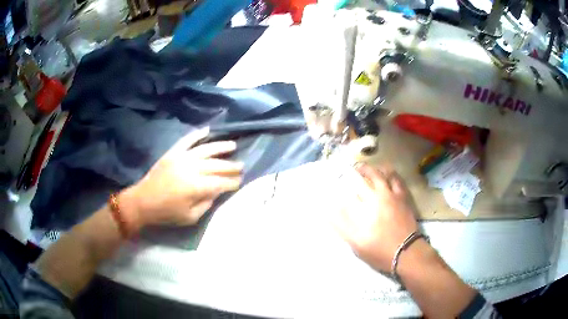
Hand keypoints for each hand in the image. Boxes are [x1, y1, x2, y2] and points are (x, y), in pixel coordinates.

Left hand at [120, 127, 242, 230]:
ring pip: (206, 149)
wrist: (143, 201)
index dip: (232, 182)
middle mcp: (191, 169)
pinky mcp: (173, 153)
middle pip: (217, 165)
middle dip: (231, 166)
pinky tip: (208, 130)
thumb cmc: (167, 213)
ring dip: (221, 147)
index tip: (240, 182)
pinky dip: (198, 134)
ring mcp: (181, 158)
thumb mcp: (190, 217)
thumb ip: (206, 203)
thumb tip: (217, 191)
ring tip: (233, 146)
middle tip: (241, 167)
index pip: (221, 183)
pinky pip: (187, 140)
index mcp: (196, 187)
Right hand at [333, 163, 418, 271]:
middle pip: (368, 176)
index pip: (353, 187)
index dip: (345, 180)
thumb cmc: (378, 249)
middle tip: (353, 168)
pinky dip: (392, 174)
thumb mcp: (356, 242)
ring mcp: (393, 196)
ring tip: (368, 168)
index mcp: (367, 205)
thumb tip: (328, 210)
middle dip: (359, 170)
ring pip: (384, 175)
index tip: (338, 177)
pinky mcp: (404, 198)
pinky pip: (398, 181)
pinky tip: (388, 174)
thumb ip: (342, 225)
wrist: (405, 252)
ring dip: (374, 169)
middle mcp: (380, 195)